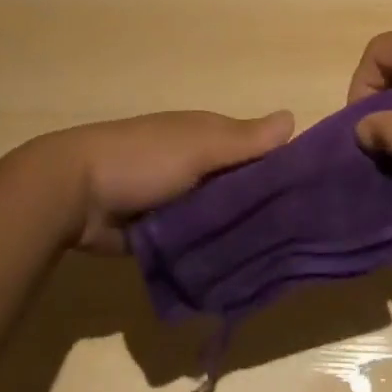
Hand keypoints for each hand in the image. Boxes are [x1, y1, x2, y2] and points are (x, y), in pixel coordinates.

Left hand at [32, 110, 294, 254]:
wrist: (75, 194)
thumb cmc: (143, 158)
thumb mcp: (198, 144)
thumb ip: (245, 140)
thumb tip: (294, 118)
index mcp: (208, 136)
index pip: (258, 149)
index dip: (285, 166)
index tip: (316, 195)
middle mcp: (198, 164)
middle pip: (242, 185)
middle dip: (265, 207)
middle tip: (303, 239)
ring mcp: (179, 199)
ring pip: (222, 217)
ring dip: (241, 233)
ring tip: (279, 261)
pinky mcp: (164, 233)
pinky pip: (199, 243)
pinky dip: (214, 252)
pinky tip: (241, 272)